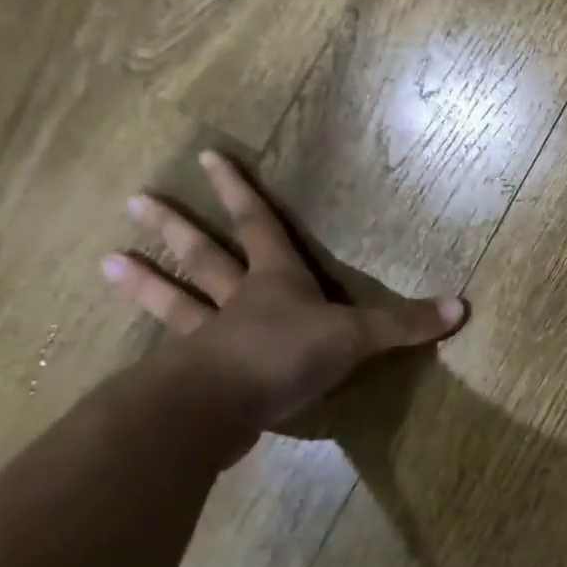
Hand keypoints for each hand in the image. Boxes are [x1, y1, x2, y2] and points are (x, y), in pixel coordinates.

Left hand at [102, 151, 464, 431]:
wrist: (220, 409)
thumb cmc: (286, 355)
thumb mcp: (355, 337)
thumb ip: (403, 325)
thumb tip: (462, 308)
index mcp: (274, 282)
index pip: (258, 225)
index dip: (239, 191)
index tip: (210, 157)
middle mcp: (236, 303)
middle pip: (204, 258)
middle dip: (176, 229)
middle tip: (135, 200)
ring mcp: (207, 341)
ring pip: (175, 304)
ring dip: (145, 283)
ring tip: (104, 261)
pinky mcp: (194, 381)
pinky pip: (173, 359)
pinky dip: (155, 354)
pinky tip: (137, 357)